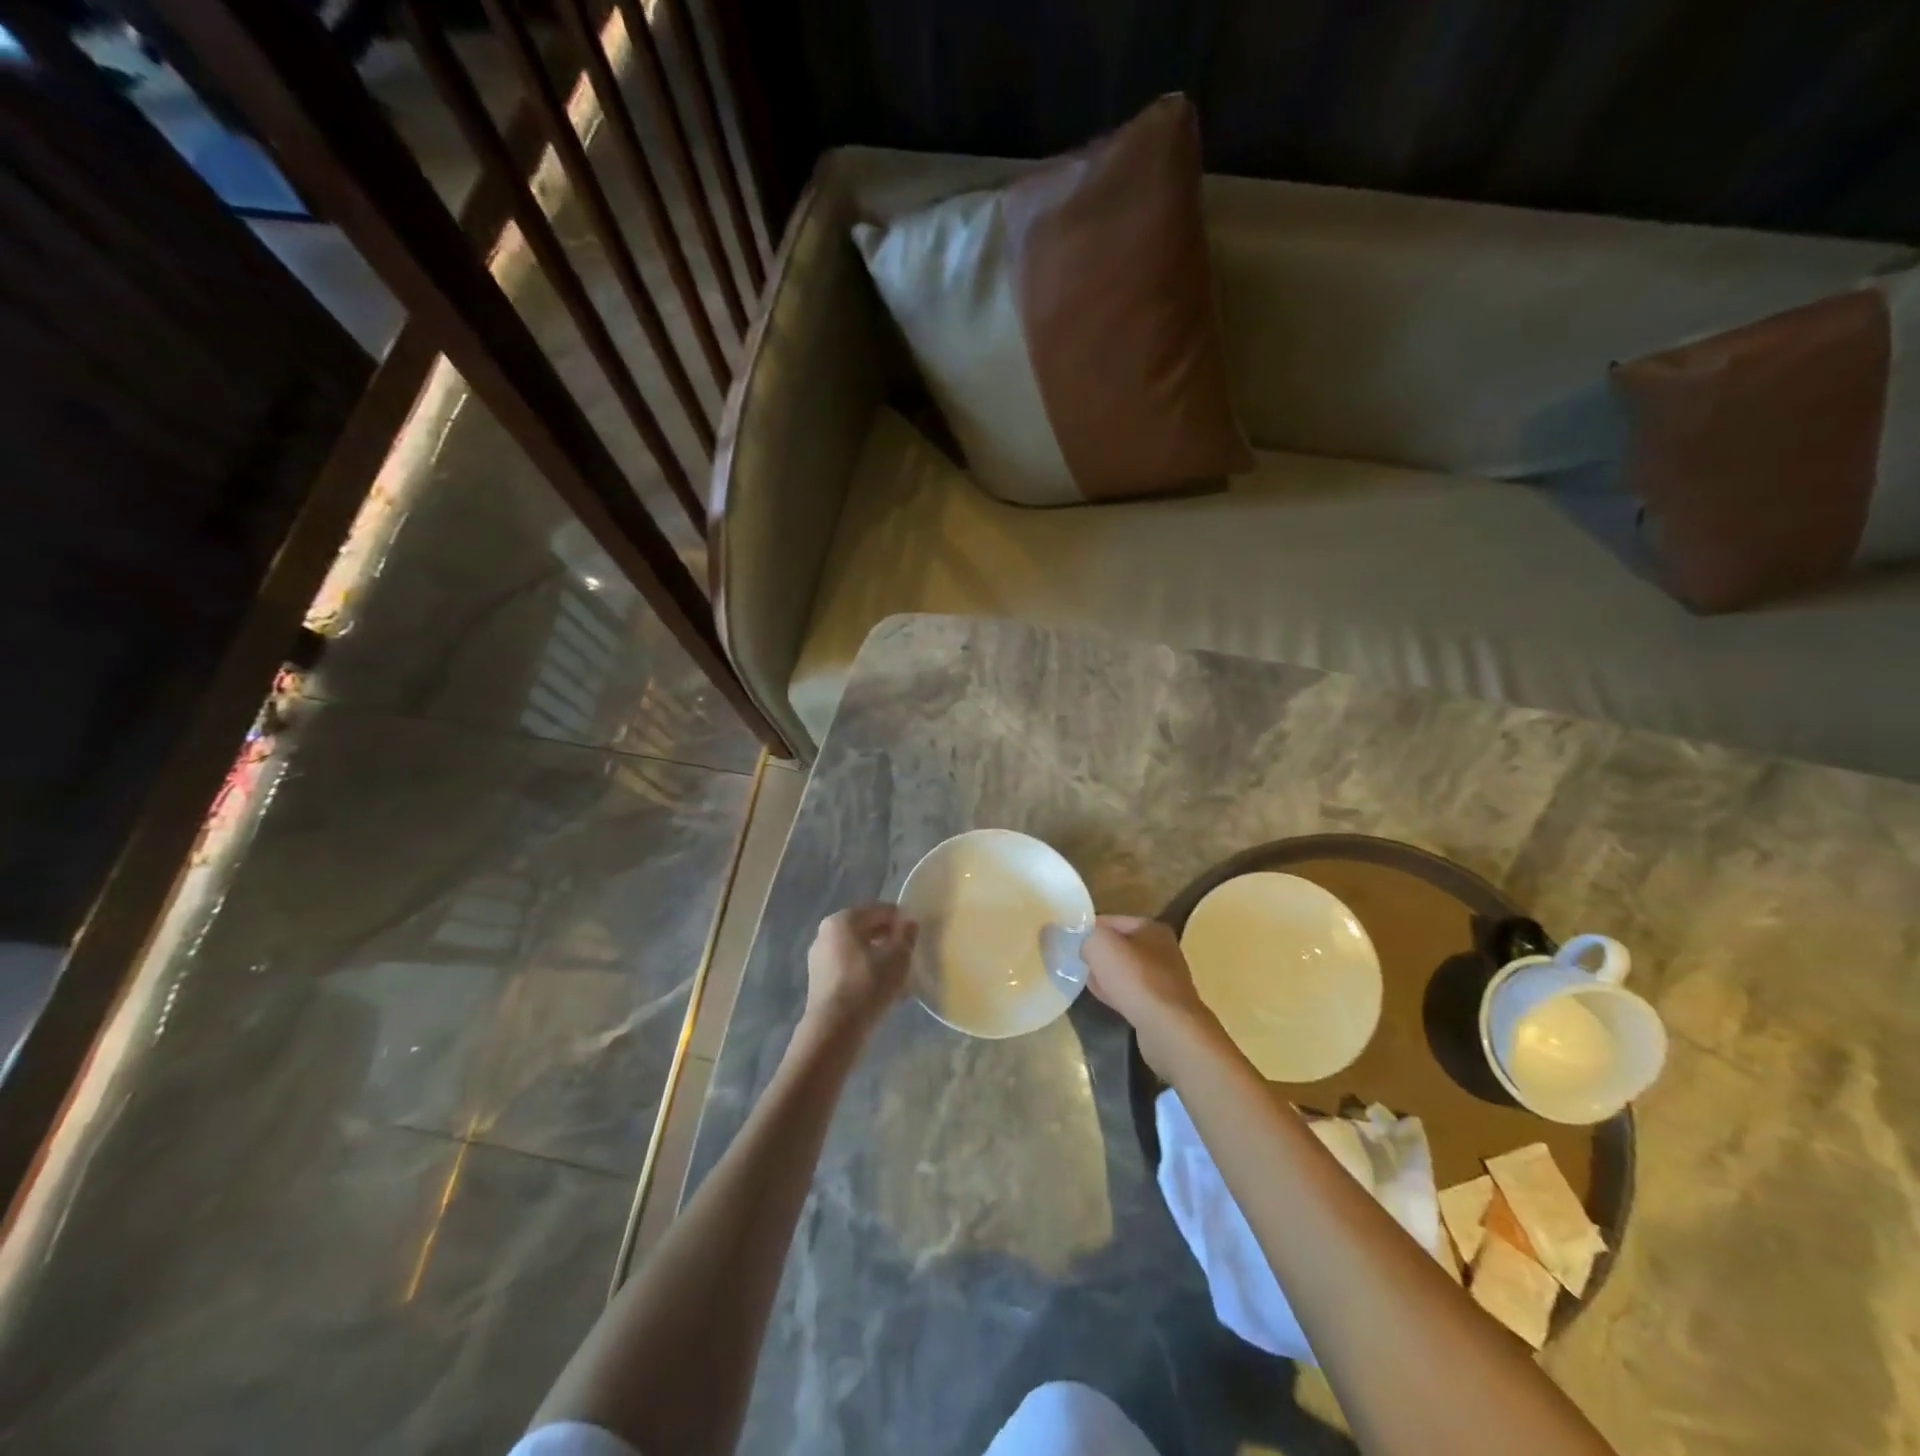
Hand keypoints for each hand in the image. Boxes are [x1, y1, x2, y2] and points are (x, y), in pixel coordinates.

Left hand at [802, 904, 917, 1035]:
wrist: (834, 1029)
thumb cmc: (868, 985)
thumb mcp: (898, 958)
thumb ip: (906, 935)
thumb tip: (909, 922)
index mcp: (843, 919)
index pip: (880, 911)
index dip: (901, 921)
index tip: (916, 937)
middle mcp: (826, 933)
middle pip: (866, 929)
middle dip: (888, 940)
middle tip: (908, 956)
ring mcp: (819, 957)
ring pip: (857, 950)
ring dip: (877, 958)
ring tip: (897, 976)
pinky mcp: (818, 980)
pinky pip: (848, 967)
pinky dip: (864, 972)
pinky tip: (880, 989)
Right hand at [1082, 915, 1228, 1079]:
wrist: (1168, 1028)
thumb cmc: (1135, 978)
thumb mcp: (1100, 944)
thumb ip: (1083, 935)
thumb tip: (1074, 940)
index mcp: (1151, 927)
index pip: (1109, 921)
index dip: (1086, 930)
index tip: (1067, 943)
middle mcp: (1162, 949)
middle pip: (1118, 946)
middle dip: (1096, 955)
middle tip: (1076, 964)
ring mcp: (1165, 978)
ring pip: (1124, 971)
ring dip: (1105, 976)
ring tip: (1087, 983)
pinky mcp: (1163, 1005)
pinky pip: (1131, 993)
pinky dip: (1117, 994)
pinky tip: (1106, 1000)